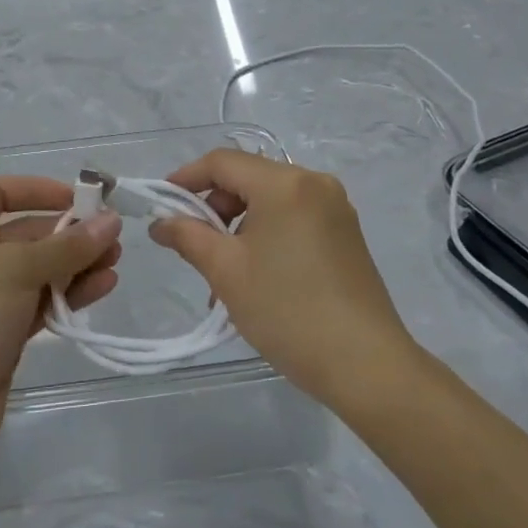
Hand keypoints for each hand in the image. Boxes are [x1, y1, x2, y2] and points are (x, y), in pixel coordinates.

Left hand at [0, 176, 121, 454]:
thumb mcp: (19, 269)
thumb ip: (69, 245)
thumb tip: (112, 219)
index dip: (38, 190)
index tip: (78, 197)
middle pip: (26, 232)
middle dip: (69, 233)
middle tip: (112, 236)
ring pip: (39, 269)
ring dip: (76, 264)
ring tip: (115, 262)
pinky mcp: (2, 330)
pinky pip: (41, 300)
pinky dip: (69, 293)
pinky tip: (103, 287)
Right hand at [149, 150, 413, 413]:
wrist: (366, 365)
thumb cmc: (288, 311)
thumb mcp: (227, 272)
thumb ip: (188, 236)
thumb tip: (161, 222)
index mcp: (284, 184)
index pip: (222, 162)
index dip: (186, 178)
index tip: (162, 205)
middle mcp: (314, 183)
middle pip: (248, 177)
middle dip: (214, 206)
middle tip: (194, 245)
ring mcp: (335, 208)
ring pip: (270, 199)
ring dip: (239, 224)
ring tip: (224, 271)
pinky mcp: (346, 233)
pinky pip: (294, 216)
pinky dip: (267, 233)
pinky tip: (257, 273)